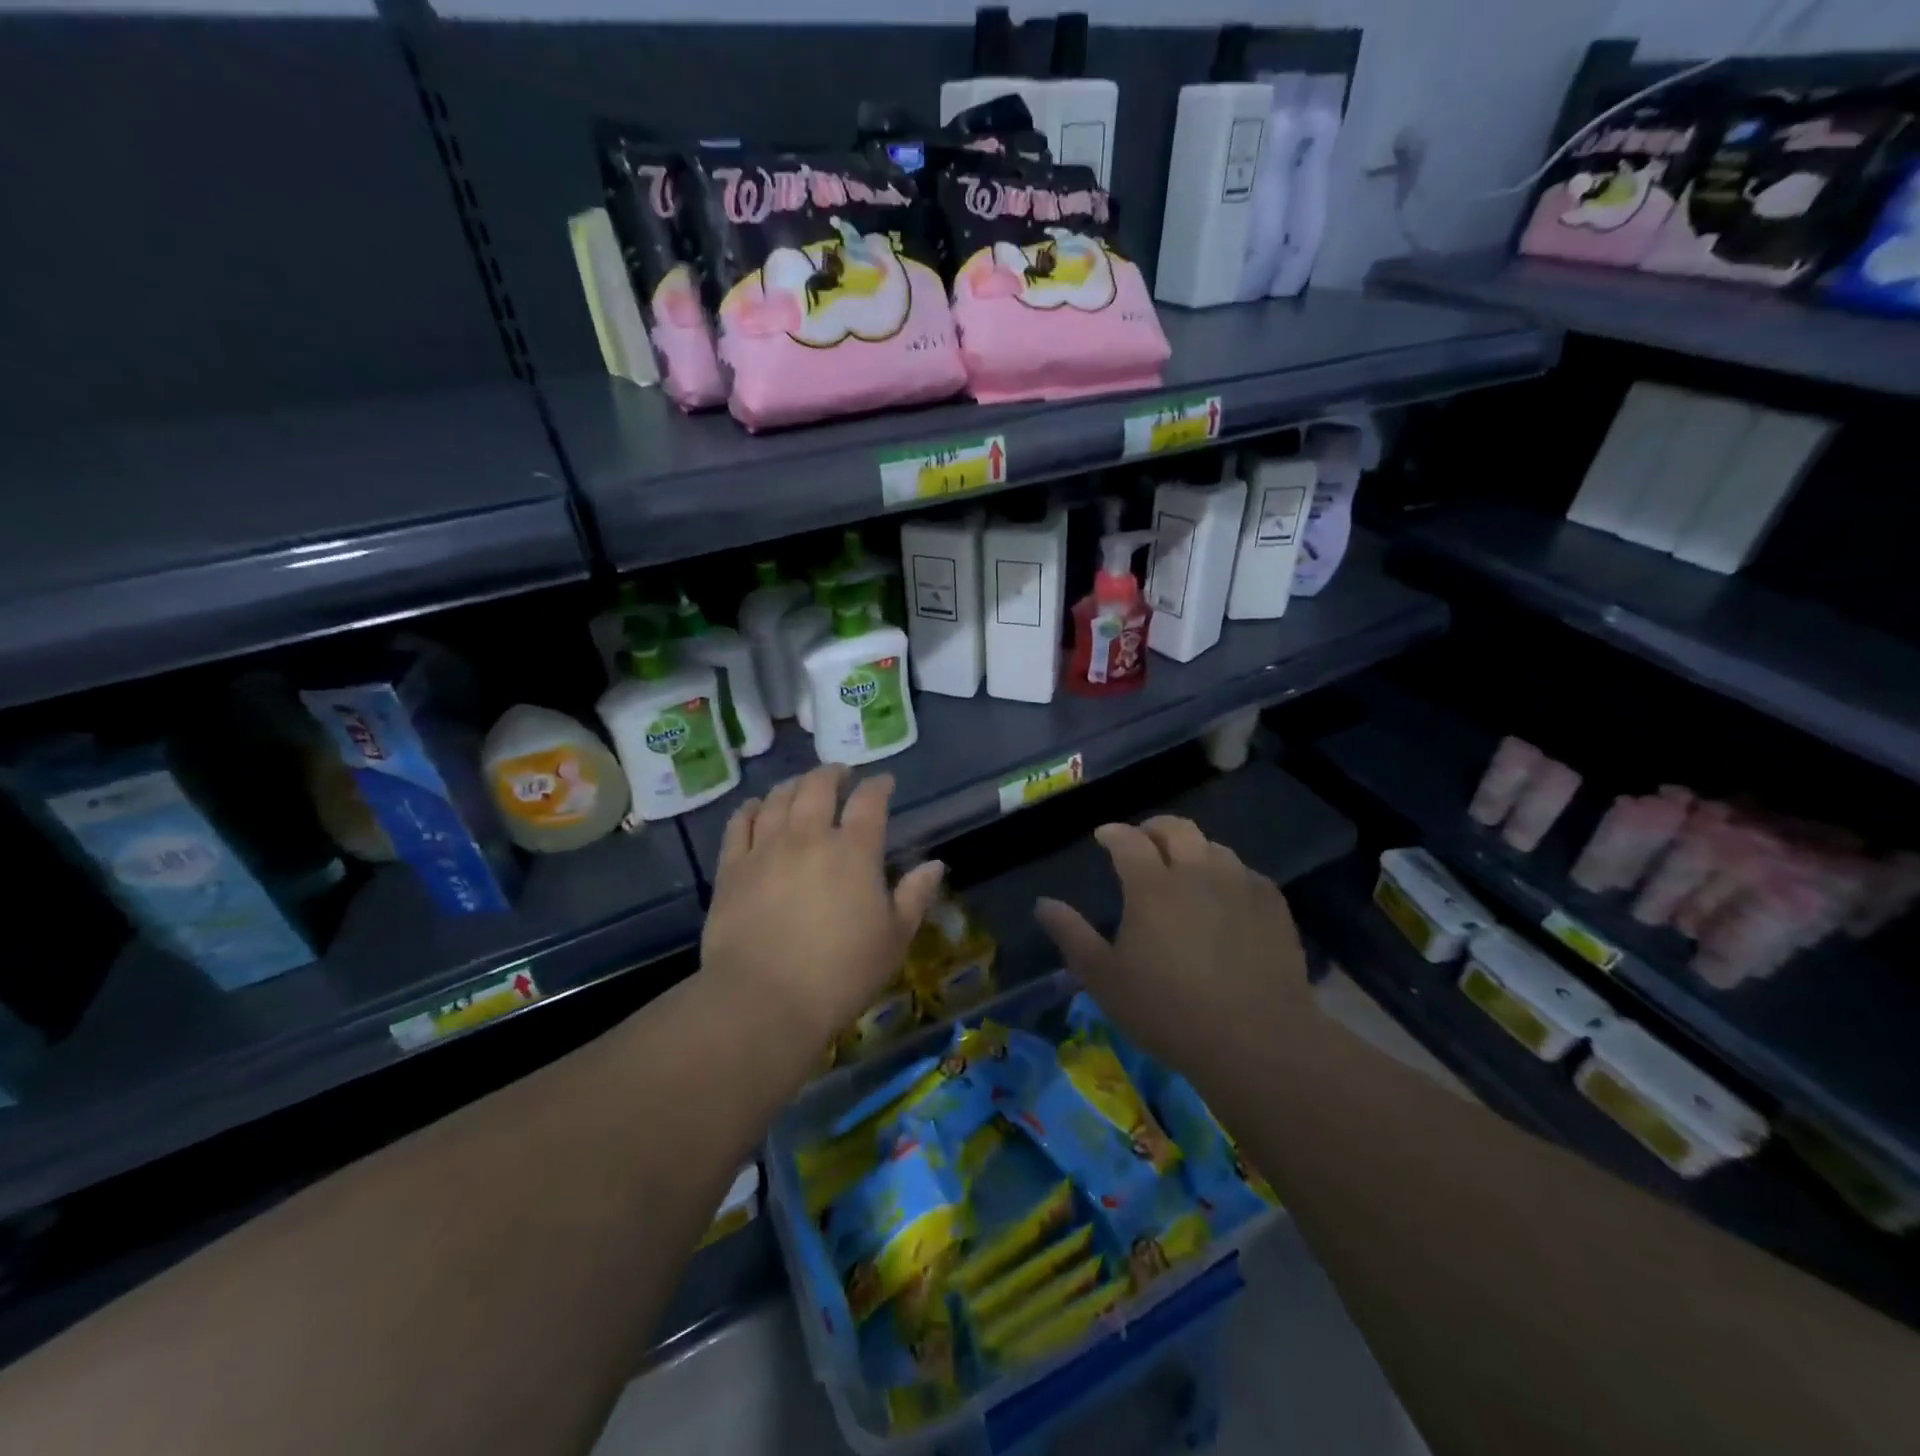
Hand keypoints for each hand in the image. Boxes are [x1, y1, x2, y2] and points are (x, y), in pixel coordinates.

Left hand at [701, 765, 944, 1047]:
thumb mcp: (894, 939)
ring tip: (801, 787)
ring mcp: (765, 849)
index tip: (883, 782)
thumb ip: (914, 896)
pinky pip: (740, 823)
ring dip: (794, 785)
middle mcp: (808, 837)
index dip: (878, 786)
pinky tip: (757, 807)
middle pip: (818, 787)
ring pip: (778, 799)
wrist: (764, 999)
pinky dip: (752, 809)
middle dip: (832, 774)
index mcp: (853, 851)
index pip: (869, 802)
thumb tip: (935, 865)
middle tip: (840, 775)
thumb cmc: (840, 973)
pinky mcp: (732, 868)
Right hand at [1033, 817, 1308, 1075]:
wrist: (1256, 1040)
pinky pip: (1246, 874)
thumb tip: (1042, 903)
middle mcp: (1196, 872)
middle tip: (1143, 841)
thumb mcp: (1104, 979)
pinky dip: (1227, 875)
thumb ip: (1071, 935)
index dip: (1112, 833)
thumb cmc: (1167, 1011)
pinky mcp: (1273, 906)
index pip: (1128, 839)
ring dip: (1193, 849)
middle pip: (1176, 828)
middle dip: (1153, 828)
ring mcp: (1239, 885)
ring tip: (1185, 869)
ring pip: (1214, 847)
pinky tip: (1226, 898)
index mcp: (1151, 885)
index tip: (1103, 837)